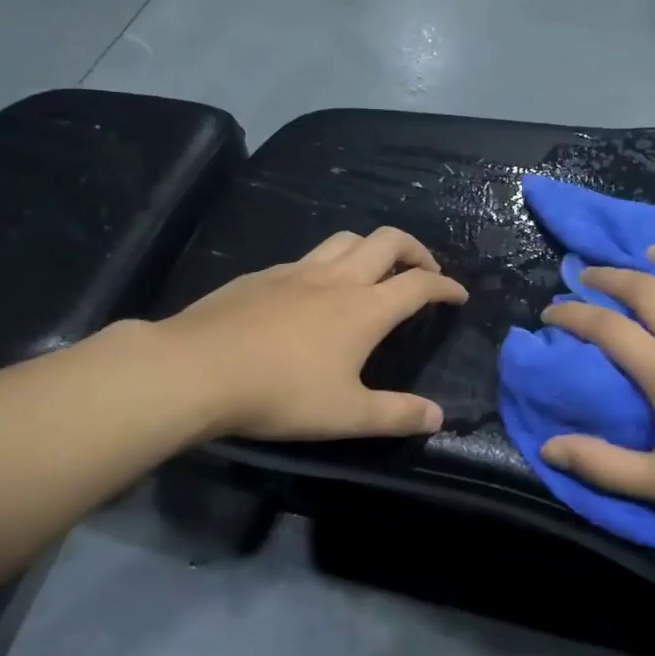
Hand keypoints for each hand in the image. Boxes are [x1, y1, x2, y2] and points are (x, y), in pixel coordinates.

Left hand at [165, 226, 468, 439]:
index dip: (445, 286)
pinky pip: (308, 256)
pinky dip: (329, 263)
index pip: (418, 285)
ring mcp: (297, 270)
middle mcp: (337, 278)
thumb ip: (397, 415)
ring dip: (372, 247)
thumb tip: (439, 416)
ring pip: (347, 238)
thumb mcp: (346, 415)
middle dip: (415, 250)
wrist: (196, 369)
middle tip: (424, 271)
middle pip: (387, 241)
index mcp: (365, 308)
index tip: (458, 295)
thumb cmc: (280, 393)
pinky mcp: (262, 275)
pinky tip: (314, 290)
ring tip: (375, 270)